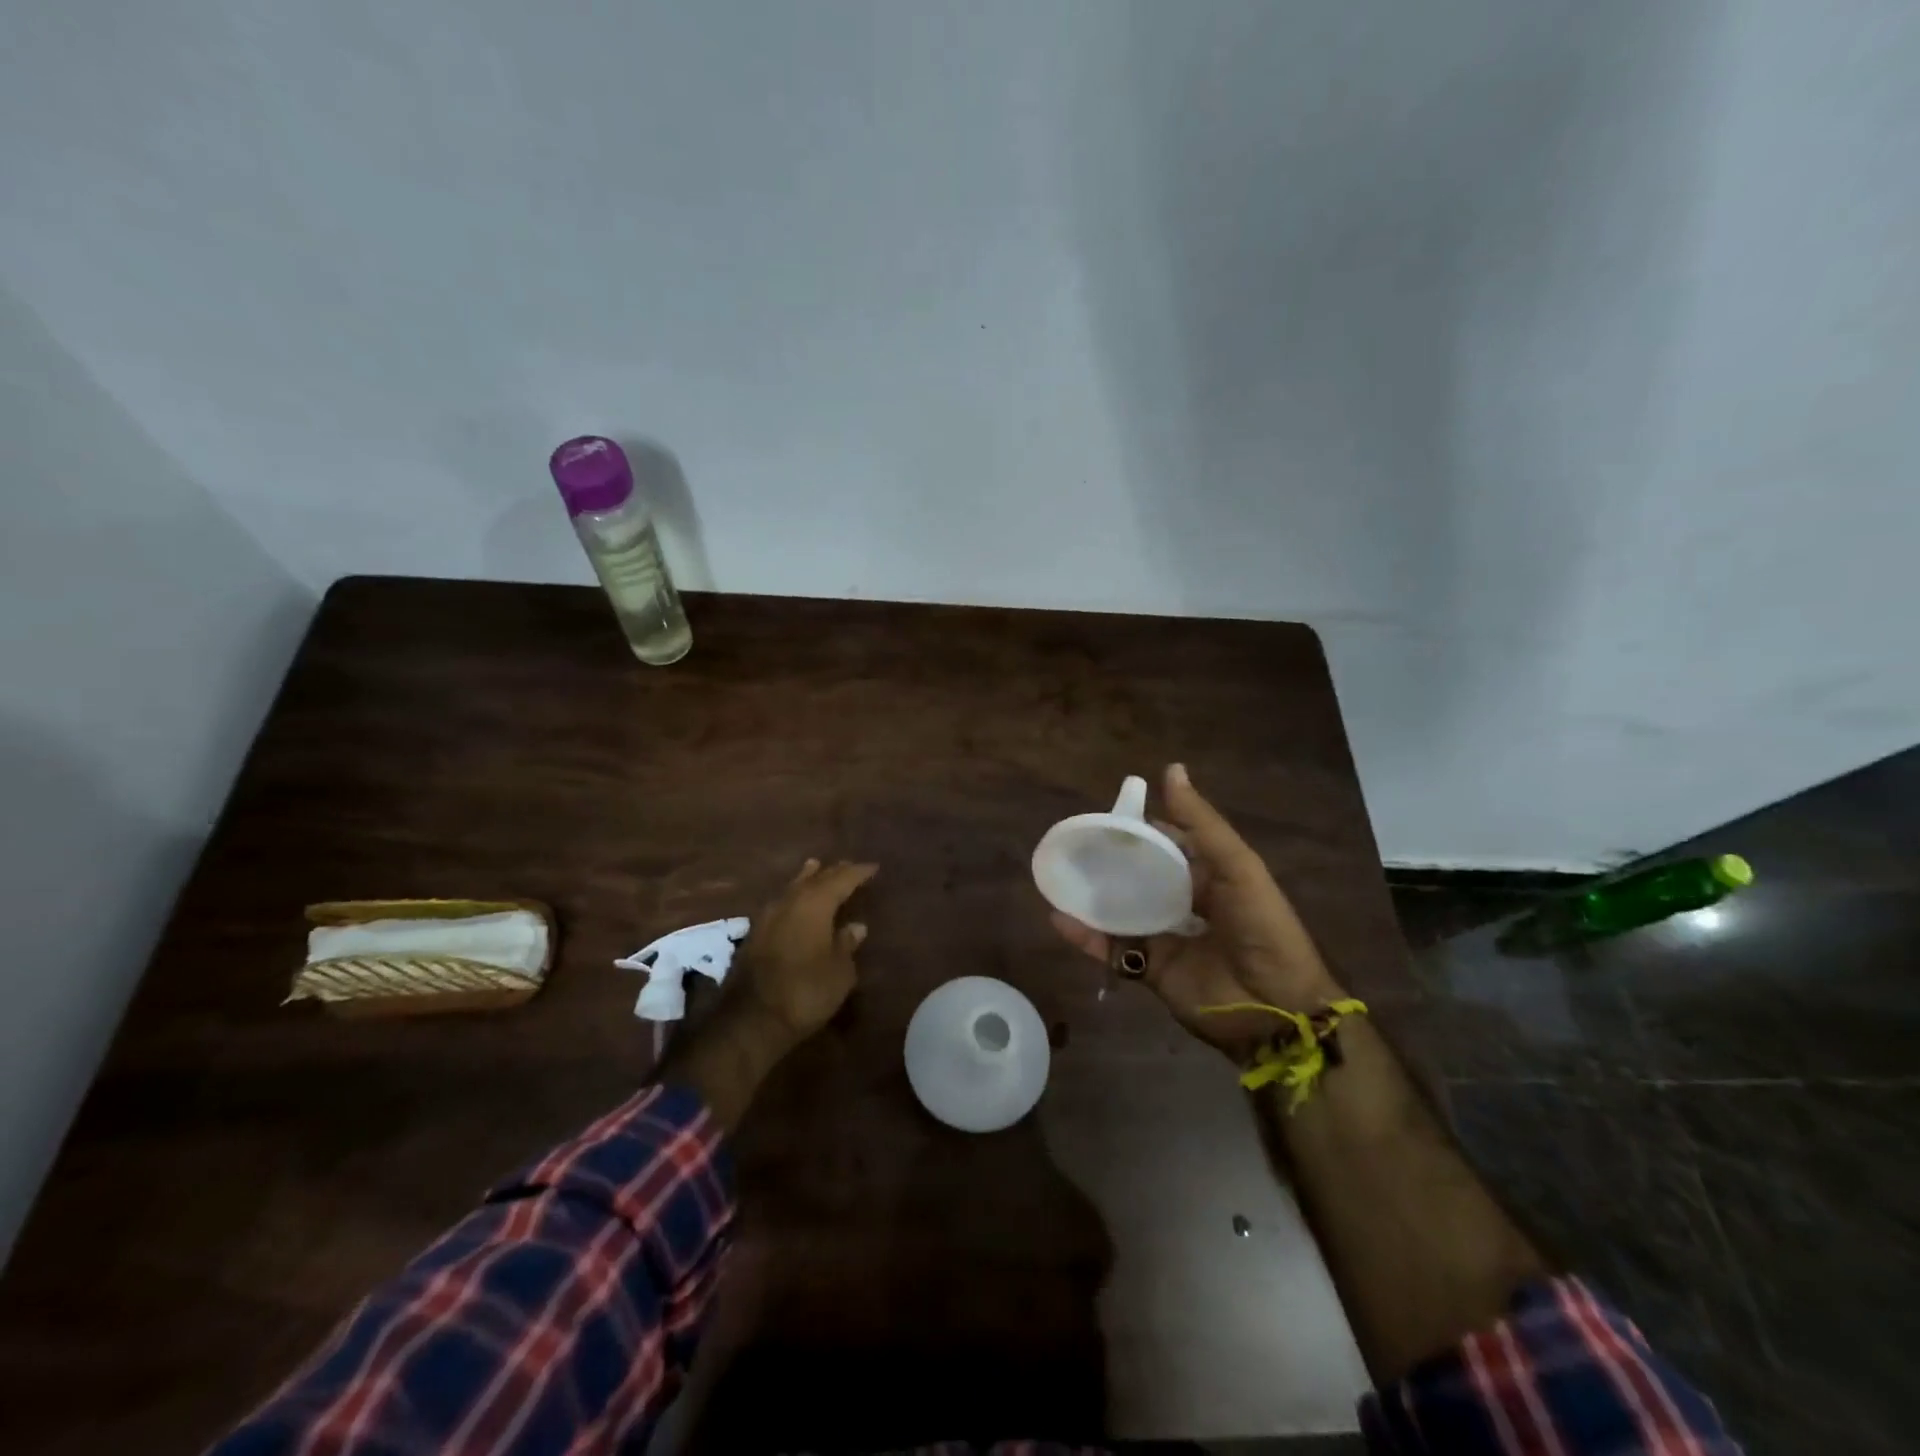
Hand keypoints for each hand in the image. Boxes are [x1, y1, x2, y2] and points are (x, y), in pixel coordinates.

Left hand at [732, 858, 877, 1044]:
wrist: (751, 1020)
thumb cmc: (806, 992)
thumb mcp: (840, 972)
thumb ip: (847, 944)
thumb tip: (856, 927)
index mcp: (815, 904)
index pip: (842, 879)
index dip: (858, 872)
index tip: (874, 867)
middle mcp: (790, 901)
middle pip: (815, 879)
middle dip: (834, 872)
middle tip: (849, 867)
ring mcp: (768, 916)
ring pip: (792, 887)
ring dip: (808, 879)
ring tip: (817, 868)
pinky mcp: (754, 934)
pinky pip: (781, 903)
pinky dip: (794, 897)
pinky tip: (796, 902)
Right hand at [1050, 764, 1344, 1059]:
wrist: (1275, 1008)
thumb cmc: (1261, 927)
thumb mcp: (1237, 866)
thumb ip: (1201, 823)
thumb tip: (1170, 769)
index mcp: (1210, 875)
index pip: (1170, 843)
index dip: (1142, 828)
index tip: (1108, 813)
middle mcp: (1185, 903)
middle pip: (1141, 875)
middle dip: (1112, 860)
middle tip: (1075, 841)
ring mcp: (1166, 937)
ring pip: (1121, 909)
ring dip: (1093, 894)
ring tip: (1058, 873)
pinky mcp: (1150, 969)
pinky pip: (1111, 948)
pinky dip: (1084, 935)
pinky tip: (1058, 918)